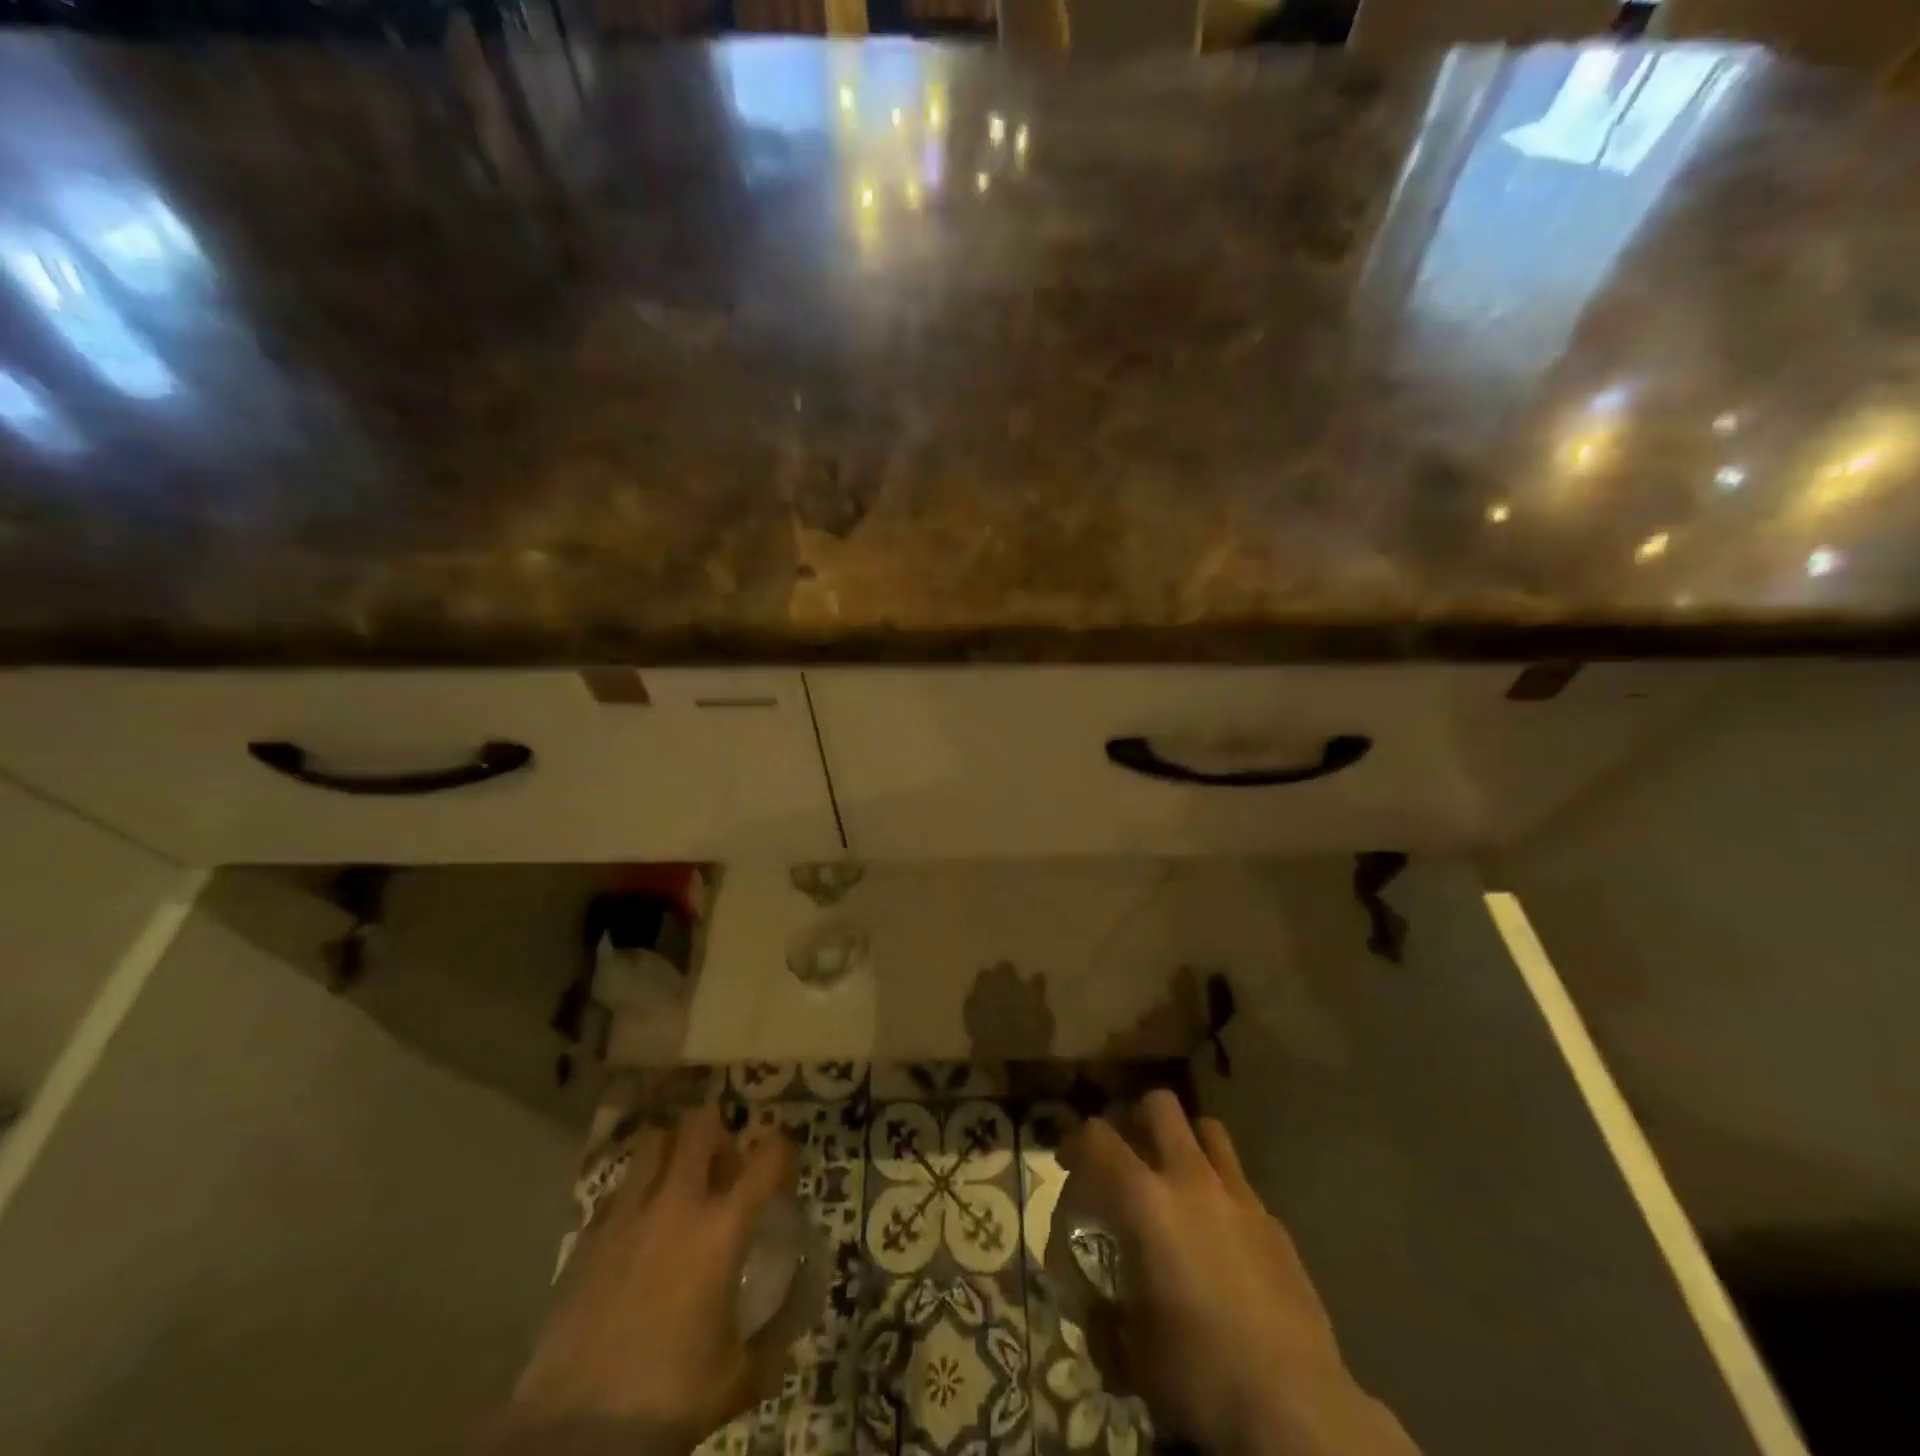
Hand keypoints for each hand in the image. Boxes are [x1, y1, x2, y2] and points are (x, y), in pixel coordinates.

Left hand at [487, 1106, 796, 1455]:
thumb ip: (773, 1337)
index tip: (782, 1171)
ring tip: (678, 1184)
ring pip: (654, 1142)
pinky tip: (638, 1230)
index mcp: (722, 1228)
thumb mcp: (739, 1376)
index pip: (768, 1157)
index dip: (783, 1152)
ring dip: (673, 1151)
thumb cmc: (669, 1398)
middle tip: (723, 1169)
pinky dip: (635, 1195)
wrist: (576, 1433)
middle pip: (701, 1125)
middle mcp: (677, 1204)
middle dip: (719, 1134)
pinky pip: (619, 1190)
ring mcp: (628, 1215)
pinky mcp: (589, 1236)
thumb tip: (793, 1315)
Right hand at [1060, 1091, 1419, 1455]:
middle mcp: (1190, 1181)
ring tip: (1174, 1176)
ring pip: (1207, 1129)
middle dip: (1136, 1118)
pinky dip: (1220, 1191)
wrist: (1296, 1406)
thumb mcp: (1132, 1357)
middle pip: (1159, 1106)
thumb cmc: (1201, 1374)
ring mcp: (1239, 1196)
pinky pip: (1239, 1182)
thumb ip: (1104, 1321)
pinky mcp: (1274, 1222)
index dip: (1075, 1141)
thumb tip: (1095, 1311)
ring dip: (1184, 1141)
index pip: (1097, 1138)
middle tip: (1126, 1154)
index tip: (1067, 1162)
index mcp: (1146, 1202)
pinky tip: (1221, 1235)